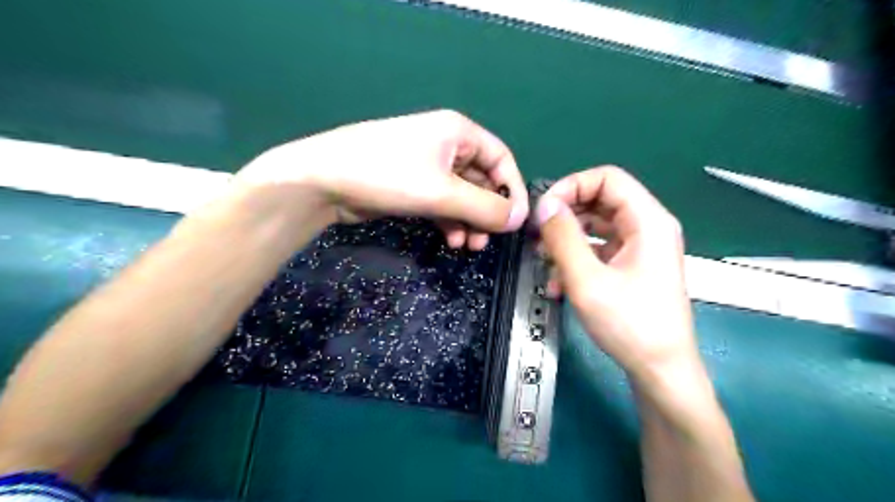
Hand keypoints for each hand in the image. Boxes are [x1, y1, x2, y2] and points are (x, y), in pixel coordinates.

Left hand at [238, 109, 528, 247]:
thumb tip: (520, 219)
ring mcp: (427, 166)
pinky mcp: (412, 186)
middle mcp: (446, 146)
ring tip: (468, 246)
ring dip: (469, 221)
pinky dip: (450, 221)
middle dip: (487, 213)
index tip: (515, 221)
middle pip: (482, 181)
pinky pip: (443, 204)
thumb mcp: (443, 192)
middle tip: (487, 241)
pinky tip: (451, 240)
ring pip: (462, 196)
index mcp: (459, 133)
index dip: (512, 190)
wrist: (324, 180)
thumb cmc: (388, 175)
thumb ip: (485, 207)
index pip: (501, 159)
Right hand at [530, 168, 698, 377]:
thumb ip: (563, 238)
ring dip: (566, 240)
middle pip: (600, 201)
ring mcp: (640, 248)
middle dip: (565, 215)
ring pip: (596, 227)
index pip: (607, 178)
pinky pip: (598, 250)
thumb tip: (544, 205)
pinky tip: (558, 284)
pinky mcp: (631, 267)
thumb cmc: (629, 325)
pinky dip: (576, 259)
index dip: (572, 186)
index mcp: (647, 221)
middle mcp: (647, 227)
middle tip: (537, 235)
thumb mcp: (587, 280)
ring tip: (543, 261)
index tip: (544, 210)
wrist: (660, 371)